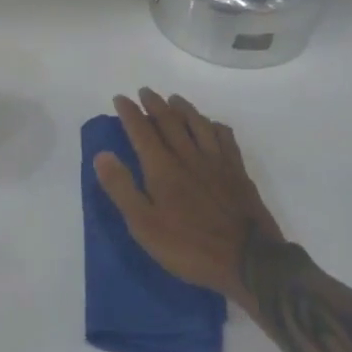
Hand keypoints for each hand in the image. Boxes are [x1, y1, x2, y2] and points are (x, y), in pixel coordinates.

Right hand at [93, 89, 285, 301]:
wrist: (248, 260)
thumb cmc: (189, 246)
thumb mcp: (144, 225)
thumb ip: (122, 188)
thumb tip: (102, 154)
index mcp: (163, 168)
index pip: (142, 131)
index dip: (129, 113)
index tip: (120, 98)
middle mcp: (189, 156)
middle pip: (170, 122)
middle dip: (154, 104)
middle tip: (144, 92)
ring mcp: (216, 161)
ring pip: (198, 124)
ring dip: (183, 108)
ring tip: (174, 99)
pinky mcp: (237, 171)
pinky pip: (225, 138)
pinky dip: (214, 126)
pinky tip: (212, 126)